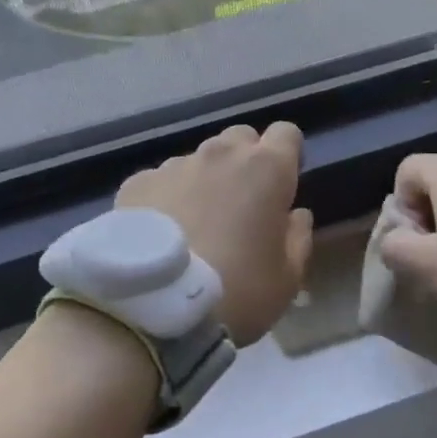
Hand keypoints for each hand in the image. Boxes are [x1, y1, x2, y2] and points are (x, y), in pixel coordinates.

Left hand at [117, 122, 314, 346]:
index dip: (287, 155)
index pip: (286, 133)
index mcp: (266, 169)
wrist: (154, 304)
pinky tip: (161, 233)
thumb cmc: (237, 289)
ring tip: (195, 224)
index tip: (282, 185)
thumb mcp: (287, 278)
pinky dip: (167, 197)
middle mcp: (221, 154)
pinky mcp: (138, 182)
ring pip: (199, 159)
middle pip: (240, 138)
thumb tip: (296, 215)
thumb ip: (298, 238)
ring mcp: (175, 165)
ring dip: (205, 181)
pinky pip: (162, 180)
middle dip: (246, 161)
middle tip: (241, 204)